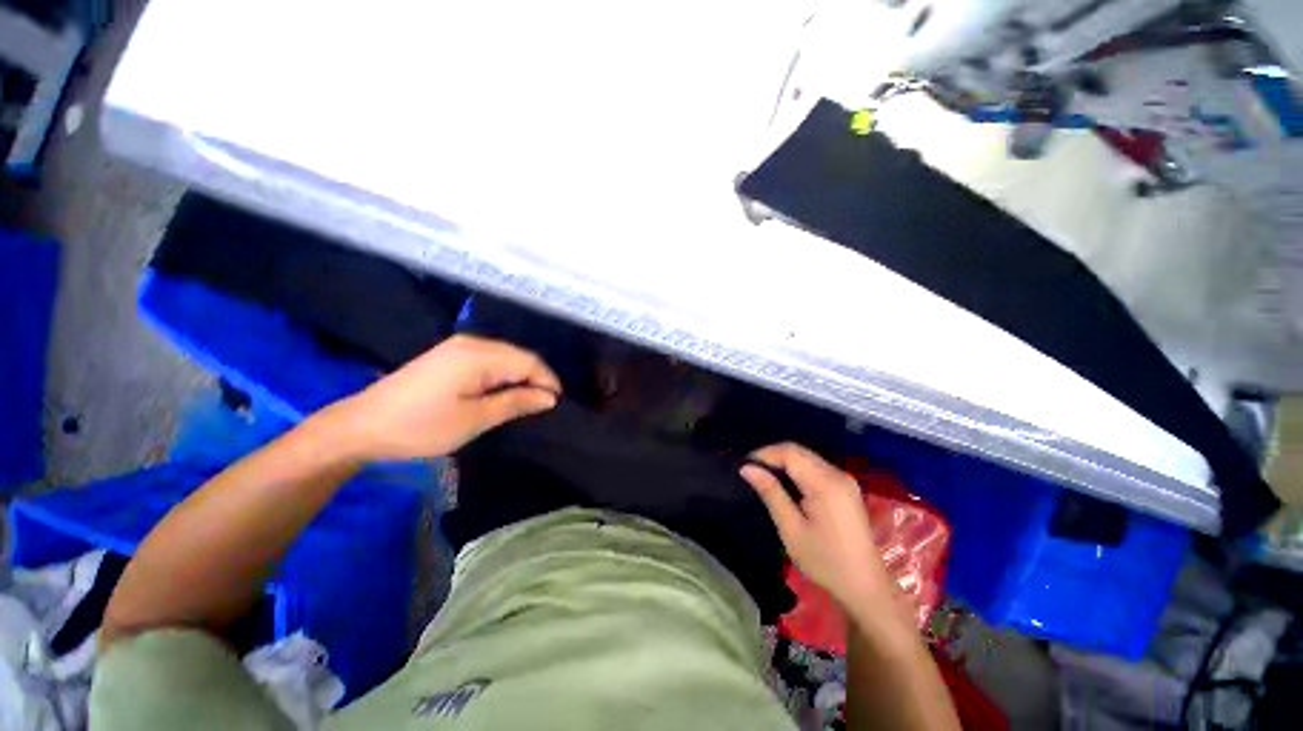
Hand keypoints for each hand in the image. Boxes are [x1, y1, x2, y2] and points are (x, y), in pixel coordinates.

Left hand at [327, 335, 560, 461]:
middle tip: (545, 406)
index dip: (548, 381)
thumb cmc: (421, 426)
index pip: (529, 361)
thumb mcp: (474, 419)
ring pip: (506, 357)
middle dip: (537, 379)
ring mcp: (459, 347)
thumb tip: (549, 398)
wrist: (361, 426)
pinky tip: (505, 391)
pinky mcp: (450, 355)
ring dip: (521, 377)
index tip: (557, 405)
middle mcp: (472, 343)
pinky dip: (504, 375)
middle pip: (519, 356)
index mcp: (479, 355)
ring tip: (529, 402)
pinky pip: (490, 360)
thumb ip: (515, 403)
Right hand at [740, 443, 895, 620]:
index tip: (745, 465)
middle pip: (799, 451)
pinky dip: (796, 469)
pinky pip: (816, 467)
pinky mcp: (846, 488)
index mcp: (826, 483)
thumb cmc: (825, 561)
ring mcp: (844, 480)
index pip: (790, 453)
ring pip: (807, 457)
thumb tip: (747, 468)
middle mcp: (837, 474)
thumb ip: (771, 493)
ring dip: (784, 461)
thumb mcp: (792, 529)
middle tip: (751, 470)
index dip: (765, 454)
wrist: (865, 586)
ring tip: (763, 475)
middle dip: (773, 455)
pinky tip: (785, 483)